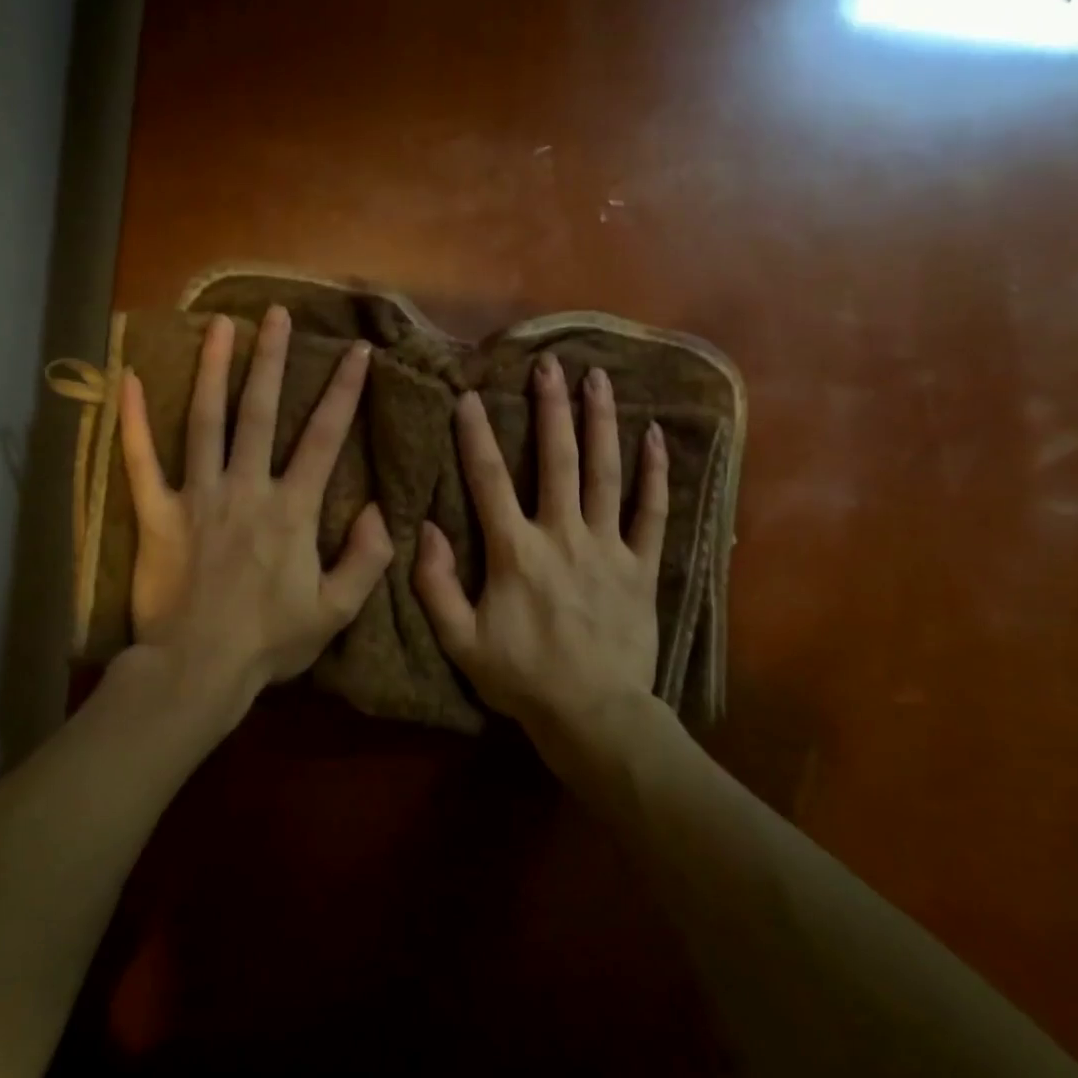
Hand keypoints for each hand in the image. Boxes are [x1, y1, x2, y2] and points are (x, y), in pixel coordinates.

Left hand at [119, 306, 393, 722]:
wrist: (199, 668)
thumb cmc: (271, 641)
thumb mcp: (335, 610)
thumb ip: (366, 559)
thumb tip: (380, 509)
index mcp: (292, 510)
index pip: (324, 438)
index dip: (344, 392)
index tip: (358, 352)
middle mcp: (247, 488)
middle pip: (261, 412)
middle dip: (273, 359)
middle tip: (277, 313)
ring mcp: (199, 496)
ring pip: (206, 421)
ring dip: (213, 369)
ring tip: (220, 325)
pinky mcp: (158, 514)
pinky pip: (142, 461)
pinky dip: (134, 420)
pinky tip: (128, 379)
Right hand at [413, 353, 671, 769]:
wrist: (593, 714)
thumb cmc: (522, 678)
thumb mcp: (460, 641)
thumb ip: (435, 585)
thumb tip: (423, 529)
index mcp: (514, 551)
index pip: (489, 480)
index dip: (475, 436)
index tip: (468, 396)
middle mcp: (562, 535)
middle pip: (556, 459)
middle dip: (550, 408)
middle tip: (549, 363)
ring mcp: (608, 547)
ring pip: (605, 472)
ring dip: (600, 422)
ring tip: (598, 379)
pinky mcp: (641, 565)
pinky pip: (652, 512)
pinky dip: (654, 473)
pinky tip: (654, 436)